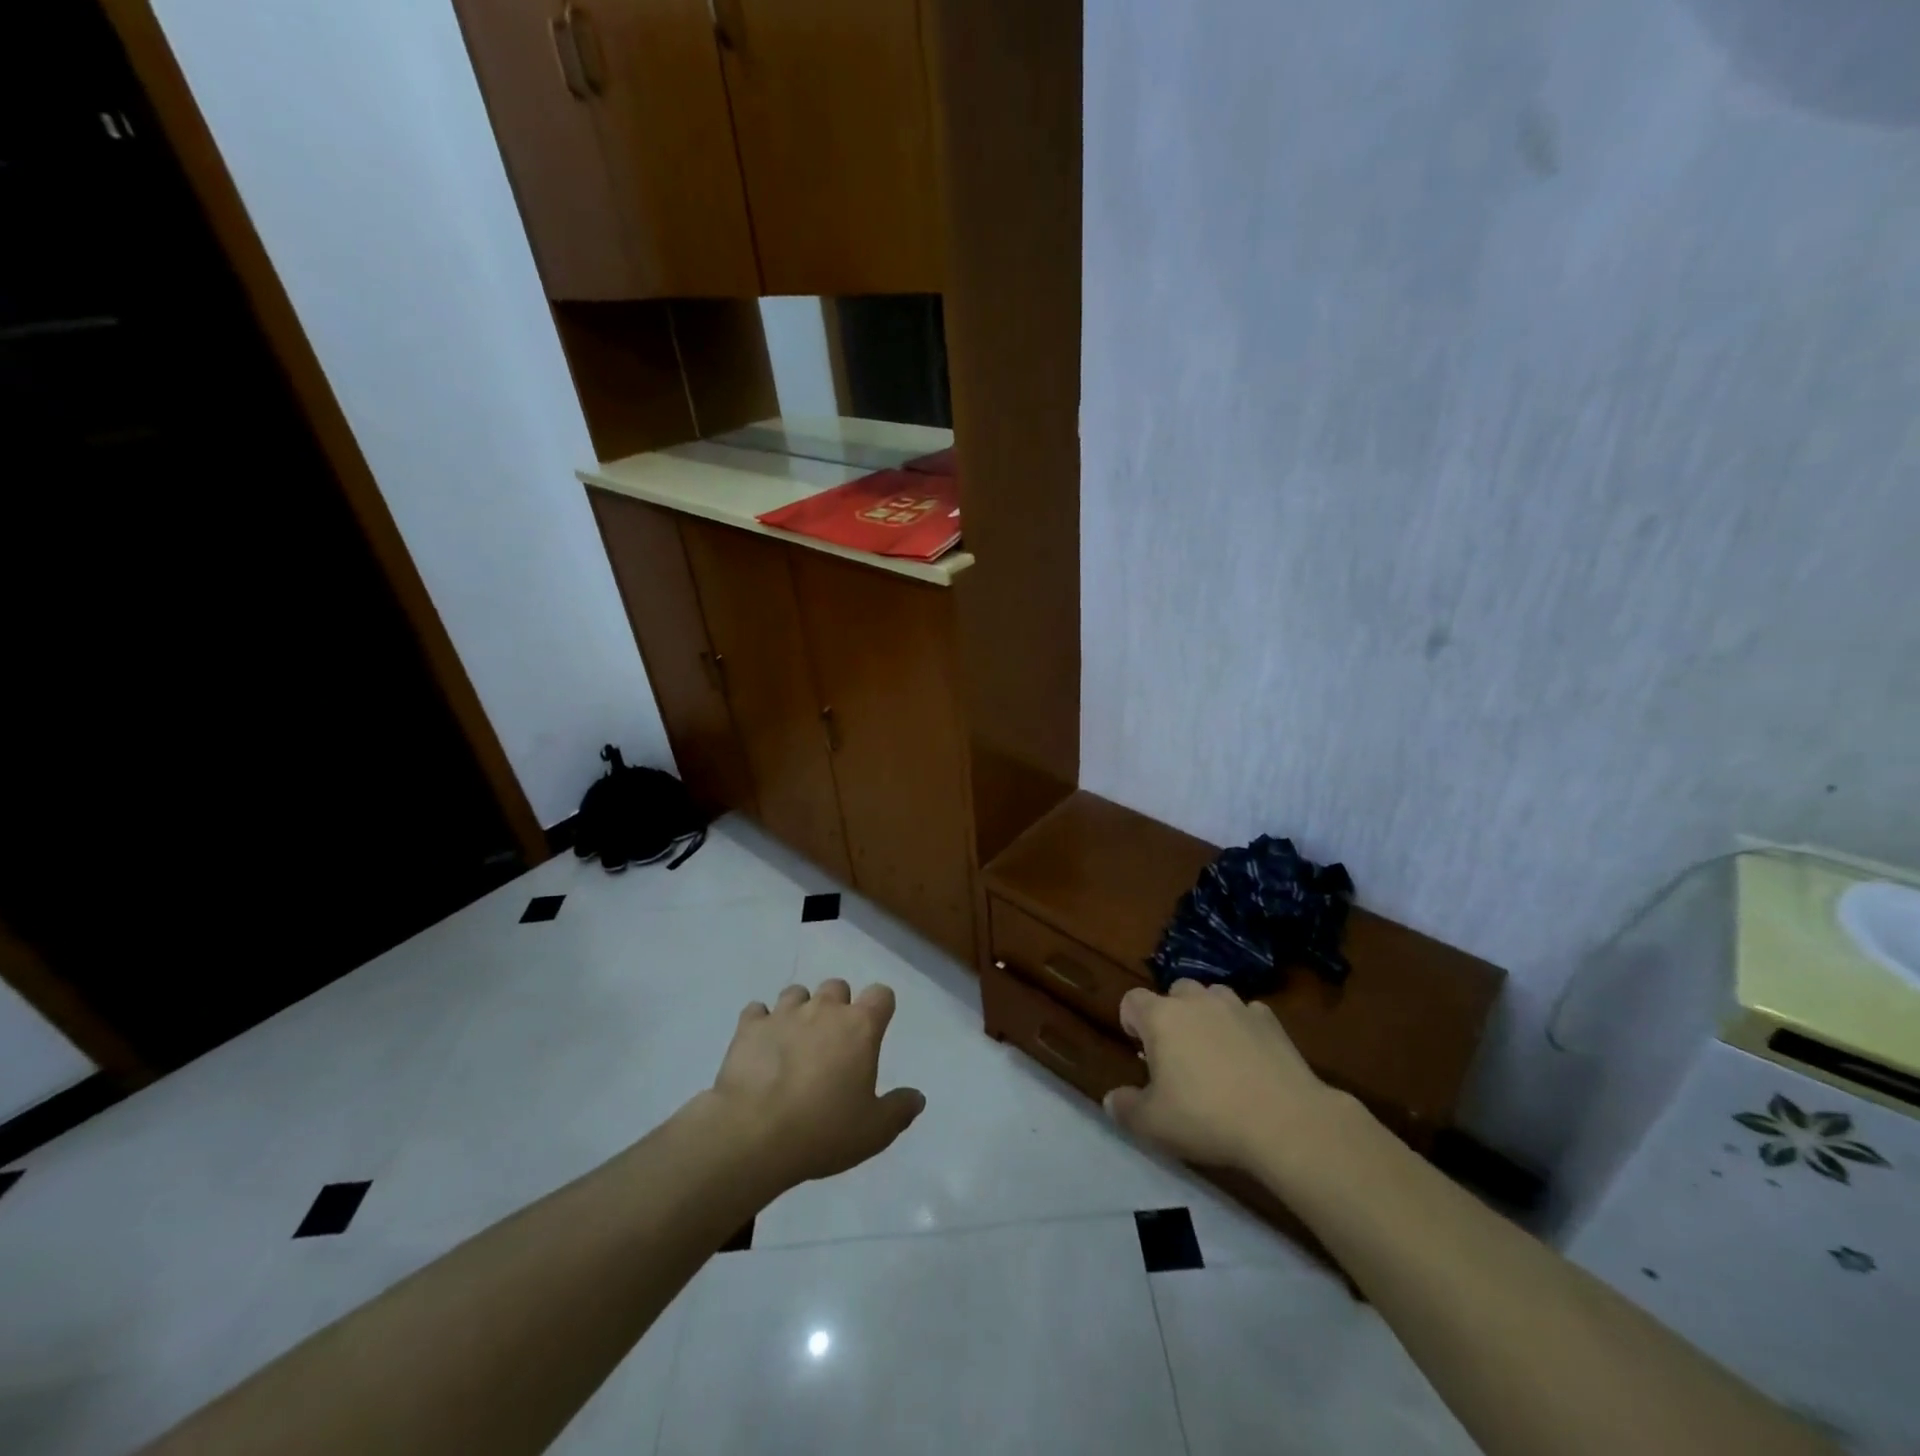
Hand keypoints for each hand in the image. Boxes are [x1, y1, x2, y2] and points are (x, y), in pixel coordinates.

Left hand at [706, 978, 924, 1187]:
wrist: (754, 1134)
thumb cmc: (823, 1130)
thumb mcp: (874, 1131)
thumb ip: (899, 1110)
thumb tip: (917, 1097)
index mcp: (859, 1027)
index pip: (881, 994)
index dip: (880, 1008)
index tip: (875, 1030)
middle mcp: (824, 1009)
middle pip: (837, 986)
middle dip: (838, 1006)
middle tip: (833, 1041)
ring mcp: (784, 1013)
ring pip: (797, 992)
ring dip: (800, 1010)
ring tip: (795, 1041)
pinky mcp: (749, 1027)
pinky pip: (756, 1011)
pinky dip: (761, 1023)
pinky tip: (761, 1046)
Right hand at [1105, 979, 1341, 1171]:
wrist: (1284, 1122)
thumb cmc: (1207, 1117)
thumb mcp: (1153, 1124)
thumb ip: (1126, 1109)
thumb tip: (1110, 1100)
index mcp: (1161, 1017)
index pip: (1132, 999)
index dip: (1130, 1020)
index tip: (1139, 1049)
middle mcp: (1196, 1001)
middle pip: (1175, 991)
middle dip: (1171, 1013)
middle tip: (1177, 1052)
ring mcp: (1236, 1006)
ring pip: (1213, 995)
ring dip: (1207, 1014)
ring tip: (1213, 1049)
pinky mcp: (1270, 1021)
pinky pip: (1248, 1013)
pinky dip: (1243, 1027)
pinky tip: (1250, 1056)